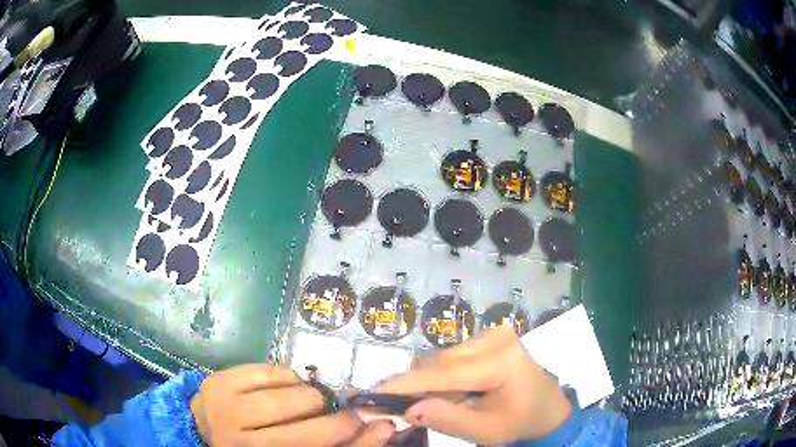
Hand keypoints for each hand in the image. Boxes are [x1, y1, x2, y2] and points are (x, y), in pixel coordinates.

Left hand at [191, 364, 394, 446]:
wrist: (209, 426)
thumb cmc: (261, 443)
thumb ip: (342, 445)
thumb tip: (383, 427)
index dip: (351, 440)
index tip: (372, 424)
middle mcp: (242, 444)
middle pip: (305, 432)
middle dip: (332, 419)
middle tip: (337, 412)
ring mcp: (226, 410)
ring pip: (288, 398)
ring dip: (307, 396)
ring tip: (304, 401)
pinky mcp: (220, 381)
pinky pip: (268, 371)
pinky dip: (286, 376)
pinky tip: (284, 386)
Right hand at [377, 325, 570, 444]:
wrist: (548, 409)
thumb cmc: (520, 422)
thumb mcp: (486, 431)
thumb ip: (447, 419)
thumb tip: (408, 409)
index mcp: (502, 361)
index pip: (444, 373)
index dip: (406, 384)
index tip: (373, 393)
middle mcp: (496, 337)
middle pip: (440, 361)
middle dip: (415, 385)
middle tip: (396, 408)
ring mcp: (494, 333)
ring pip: (442, 357)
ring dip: (430, 381)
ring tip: (432, 404)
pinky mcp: (490, 336)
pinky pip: (452, 355)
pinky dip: (442, 375)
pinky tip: (450, 392)